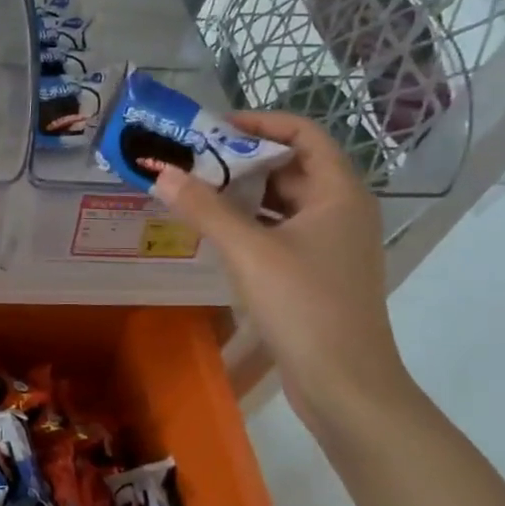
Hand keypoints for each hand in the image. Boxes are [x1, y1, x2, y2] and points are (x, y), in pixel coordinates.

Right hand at [147, 111, 411, 433]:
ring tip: (192, 187)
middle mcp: (340, 210)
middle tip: (190, 158)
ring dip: (240, 192)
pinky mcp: (315, 271)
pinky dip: (248, 222)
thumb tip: (159, 172)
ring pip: (282, 201)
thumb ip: (204, 208)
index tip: (213, 128)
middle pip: (290, 165)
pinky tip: (213, 229)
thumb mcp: (249, 251)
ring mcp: (329, 243)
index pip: (304, 133)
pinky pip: (279, 230)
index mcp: (339, 192)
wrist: (344, 384)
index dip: (260, 122)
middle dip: (240, 158)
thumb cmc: (304, 305)